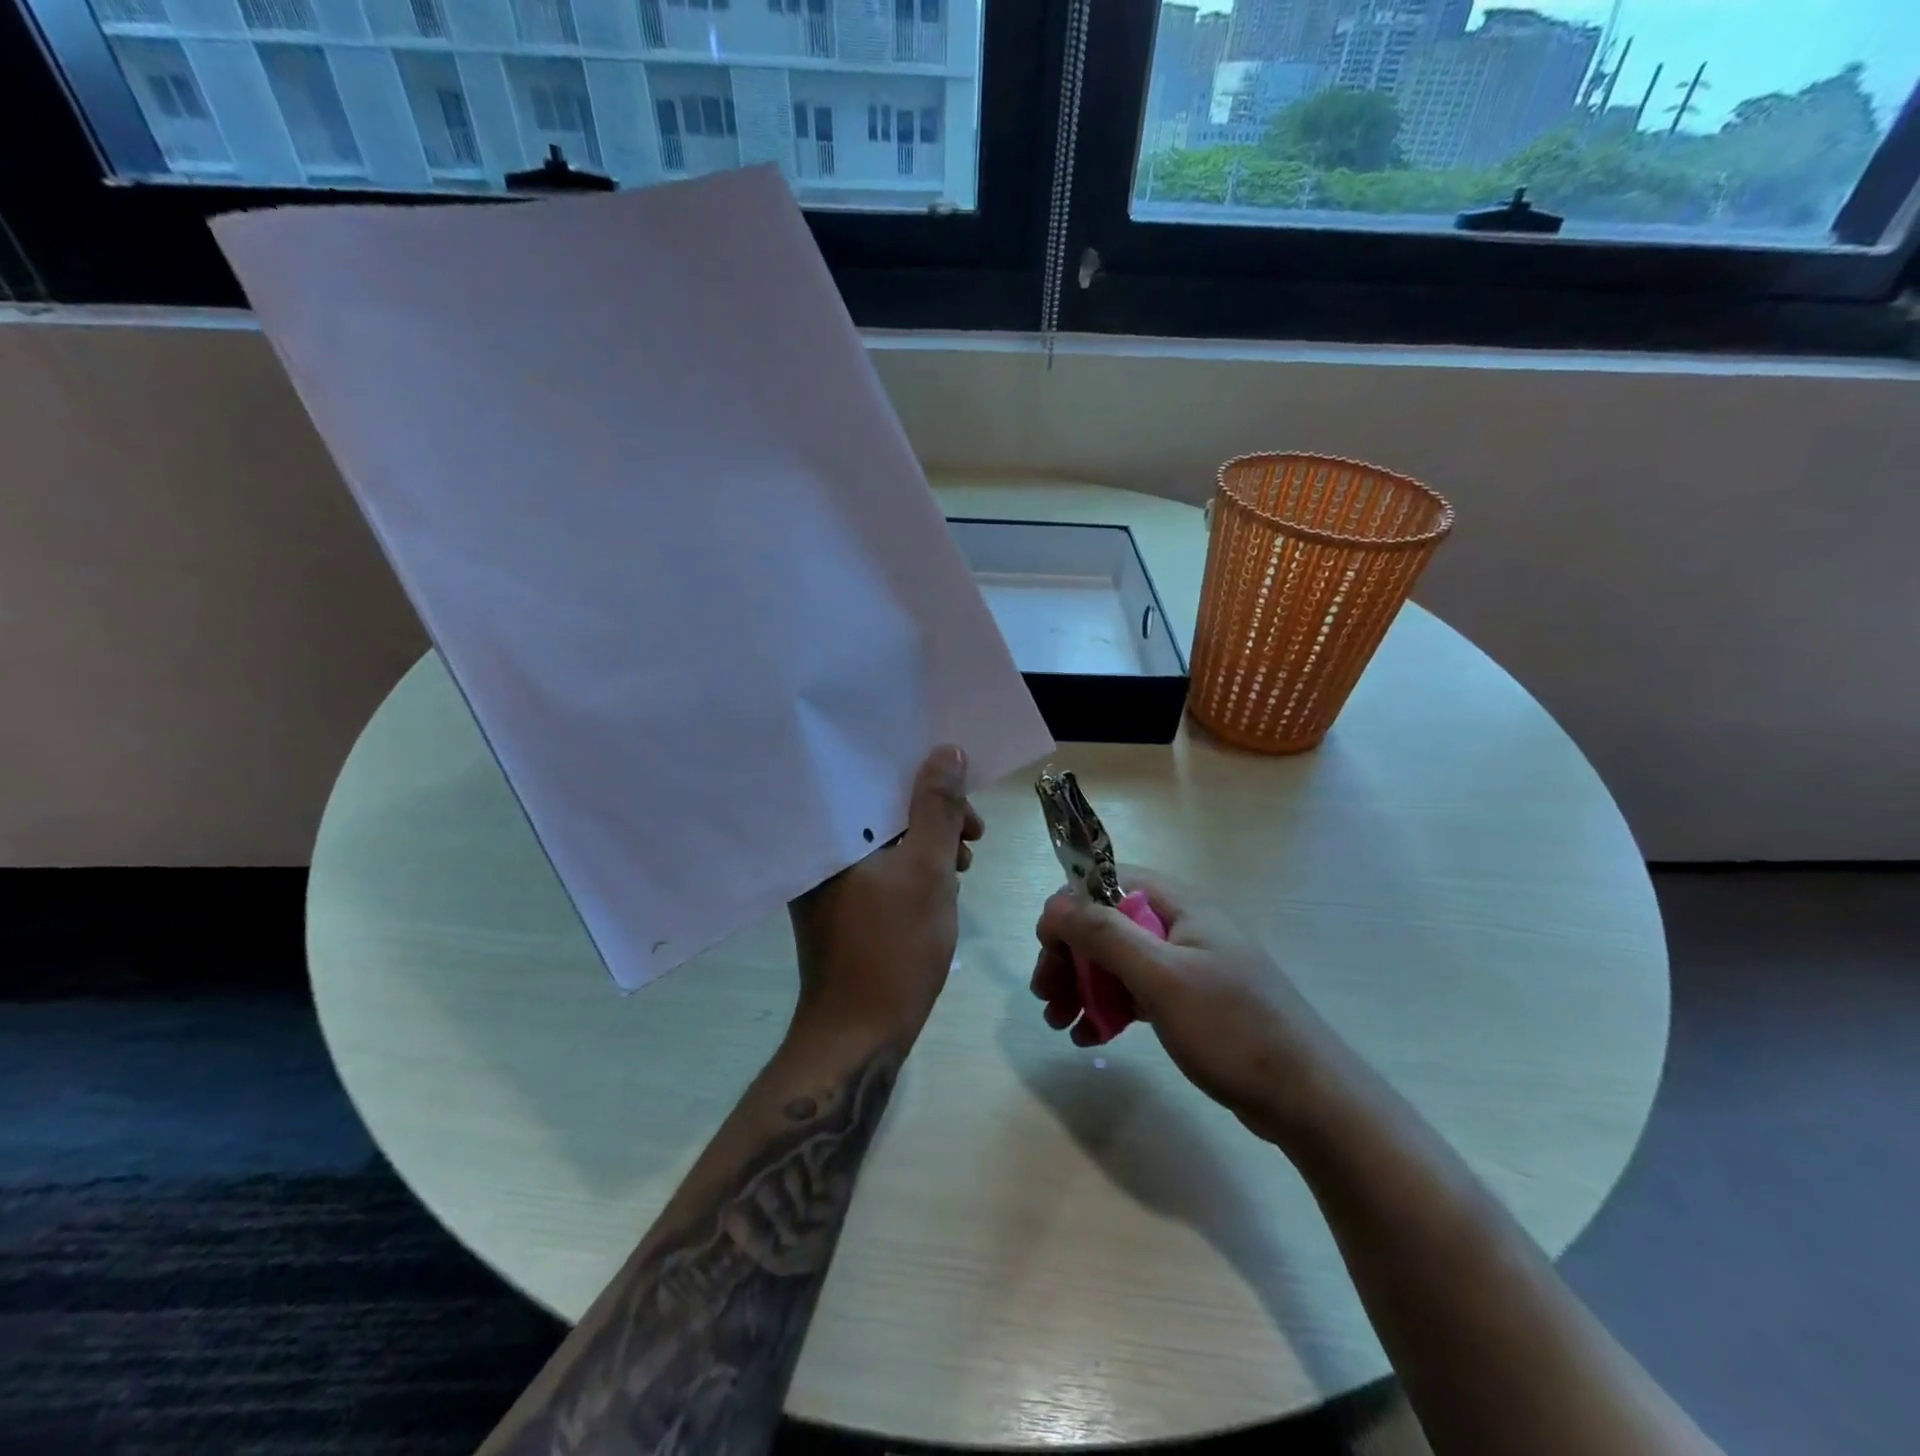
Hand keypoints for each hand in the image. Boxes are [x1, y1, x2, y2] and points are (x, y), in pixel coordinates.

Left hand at [788, 746, 984, 1046]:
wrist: (859, 1035)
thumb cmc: (894, 947)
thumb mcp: (928, 870)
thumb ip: (939, 808)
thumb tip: (947, 751)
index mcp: (829, 834)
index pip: (875, 779)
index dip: (925, 780)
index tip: (966, 802)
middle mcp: (820, 850)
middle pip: (884, 810)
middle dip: (935, 817)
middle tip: (974, 837)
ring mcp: (828, 881)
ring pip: (886, 842)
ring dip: (929, 845)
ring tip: (963, 867)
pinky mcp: (841, 906)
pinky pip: (881, 869)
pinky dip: (913, 869)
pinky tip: (941, 887)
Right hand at [1030, 868, 1339, 1143]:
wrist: (1307, 1098)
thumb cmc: (1232, 1029)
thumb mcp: (1162, 978)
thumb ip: (1105, 934)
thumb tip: (1054, 904)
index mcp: (1177, 903)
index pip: (1105, 883)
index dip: (1069, 910)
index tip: (1048, 950)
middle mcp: (1180, 924)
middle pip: (1106, 924)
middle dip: (1070, 956)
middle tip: (1046, 997)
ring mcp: (1186, 963)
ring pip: (1117, 960)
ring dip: (1083, 985)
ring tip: (1059, 1022)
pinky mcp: (1190, 1000)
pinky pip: (1135, 991)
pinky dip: (1108, 1008)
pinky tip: (1090, 1037)